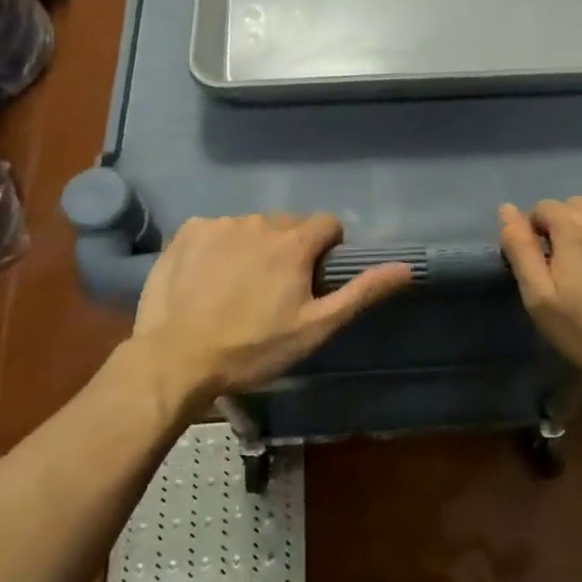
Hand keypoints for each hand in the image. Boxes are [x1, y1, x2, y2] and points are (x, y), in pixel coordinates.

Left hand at [133, 214, 412, 395]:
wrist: (175, 359)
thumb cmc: (253, 348)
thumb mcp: (315, 328)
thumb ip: (361, 293)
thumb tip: (406, 267)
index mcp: (293, 242)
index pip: (327, 225)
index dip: (327, 250)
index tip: (313, 280)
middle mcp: (259, 222)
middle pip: (288, 225)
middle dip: (289, 250)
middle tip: (275, 291)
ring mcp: (220, 223)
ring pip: (252, 227)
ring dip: (254, 248)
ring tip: (237, 289)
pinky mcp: (187, 231)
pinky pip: (216, 230)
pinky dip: (219, 247)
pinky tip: (208, 280)